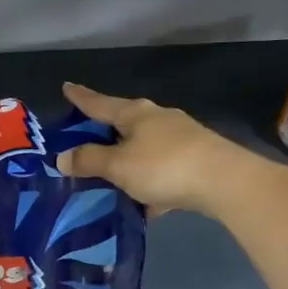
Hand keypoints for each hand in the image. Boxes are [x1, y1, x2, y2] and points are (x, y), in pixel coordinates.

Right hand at [55, 82, 271, 216]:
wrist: (225, 182)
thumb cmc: (164, 166)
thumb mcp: (119, 166)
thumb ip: (90, 160)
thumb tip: (62, 157)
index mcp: (135, 114)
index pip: (99, 103)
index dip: (81, 97)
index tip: (67, 86)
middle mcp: (158, 119)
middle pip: (124, 122)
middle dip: (106, 131)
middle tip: (86, 138)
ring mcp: (181, 138)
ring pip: (144, 147)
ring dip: (128, 159)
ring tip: (112, 176)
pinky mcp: (196, 160)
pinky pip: (162, 169)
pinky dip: (149, 182)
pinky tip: (145, 202)